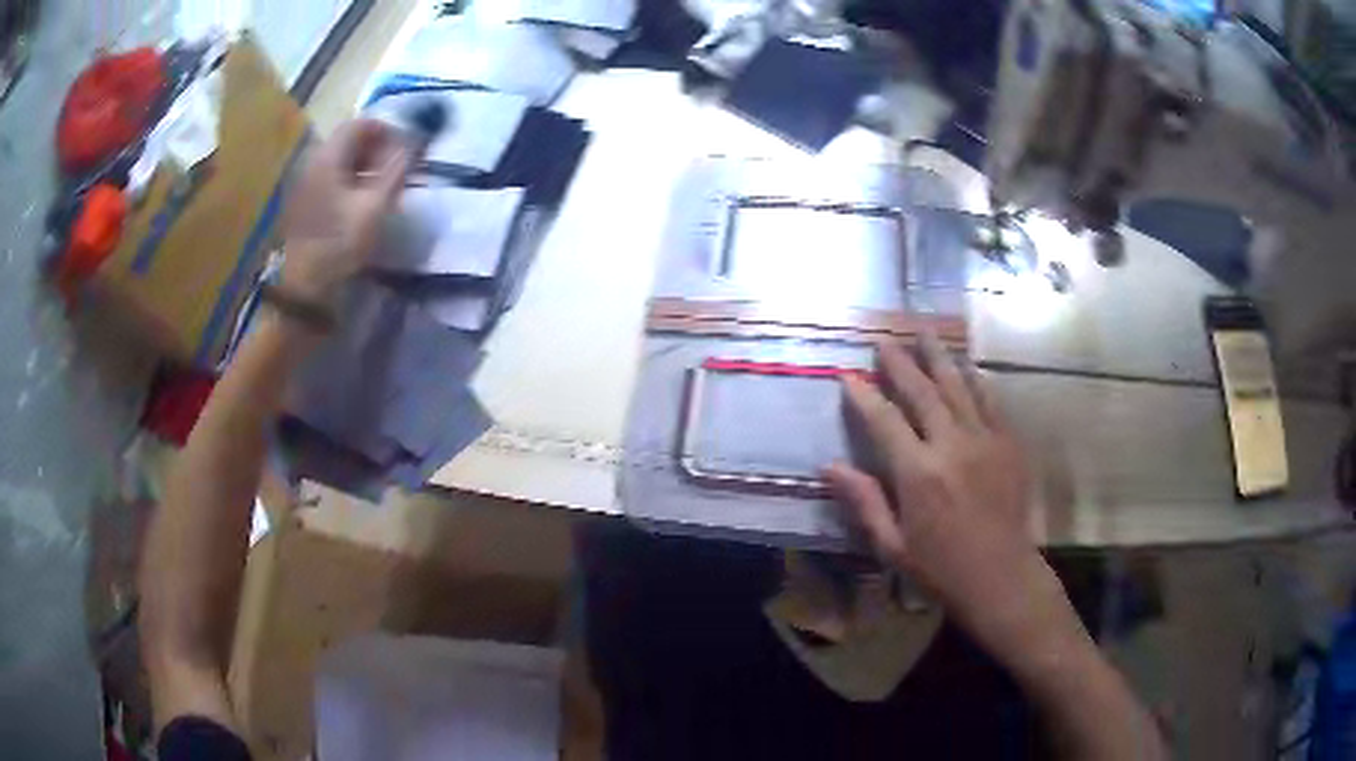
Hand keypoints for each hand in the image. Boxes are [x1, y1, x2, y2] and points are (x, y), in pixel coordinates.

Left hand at [280, 118, 411, 302]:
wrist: (306, 286)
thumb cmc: (341, 243)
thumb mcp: (375, 206)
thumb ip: (395, 170)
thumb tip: (411, 144)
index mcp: (328, 159)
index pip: (358, 125)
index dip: (385, 130)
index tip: (404, 147)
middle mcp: (313, 164)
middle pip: (346, 141)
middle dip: (374, 146)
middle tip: (395, 165)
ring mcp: (305, 185)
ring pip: (338, 160)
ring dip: (362, 164)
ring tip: (381, 184)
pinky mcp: (303, 204)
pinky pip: (330, 178)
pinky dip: (349, 178)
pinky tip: (359, 200)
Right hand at [824, 338, 1071, 665]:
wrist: (1002, 577)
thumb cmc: (941, 569)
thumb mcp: (893, 546)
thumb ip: (864, 501)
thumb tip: (829, 467)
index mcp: (918, 474)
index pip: (884, 421)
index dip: (864, 396)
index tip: (848, 375)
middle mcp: (951, 445)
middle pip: (922, 392)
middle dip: (899, 363)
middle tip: (883, 340)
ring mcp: (985, 440)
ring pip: (957, 386)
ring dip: (938, 357)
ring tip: (924, 332)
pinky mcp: (1009, 443)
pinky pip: (990, 401)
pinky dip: (976, 380)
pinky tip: (967, 366)